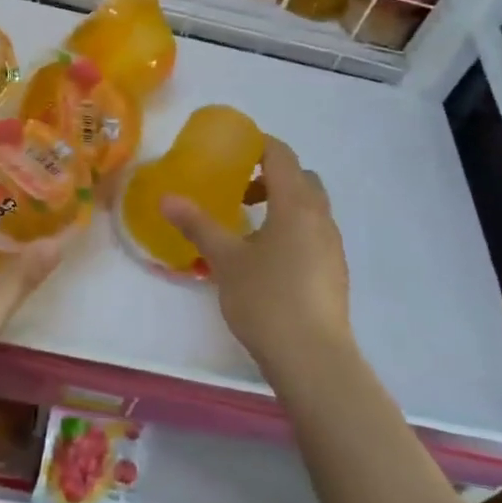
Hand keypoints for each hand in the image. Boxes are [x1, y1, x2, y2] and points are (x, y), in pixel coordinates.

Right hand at [162, 136, 352, 377]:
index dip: (258, 145)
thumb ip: (198, 225)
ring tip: (248, 229)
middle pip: (301, 179)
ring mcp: (332, 246)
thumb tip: (167, 198)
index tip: (232, 150)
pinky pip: (313, 234)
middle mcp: (321, 218)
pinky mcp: (334, 272)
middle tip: (238, 192)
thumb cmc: (266, 299)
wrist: (313, 358)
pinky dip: (291, 231)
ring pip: (309, 209)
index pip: (282, 156)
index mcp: (296, 205)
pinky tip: (267, 261)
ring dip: (281, 206)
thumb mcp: (226, 260)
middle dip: (270, 177)